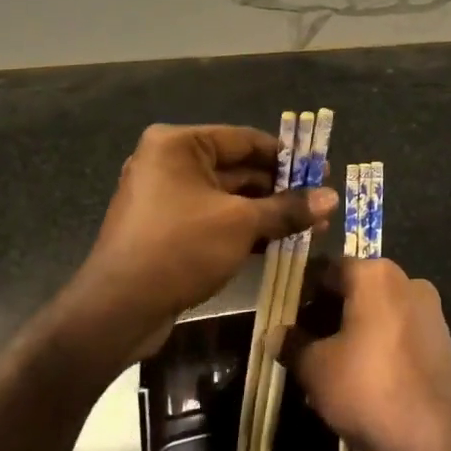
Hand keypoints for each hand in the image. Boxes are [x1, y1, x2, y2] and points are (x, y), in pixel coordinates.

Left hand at [72, 124, 335, 359]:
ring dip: (267, 211)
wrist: (117, 311)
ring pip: (228, 197)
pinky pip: (214, 218)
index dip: (287, 156)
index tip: (322, 170)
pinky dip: (245, 227)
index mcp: (179, 145)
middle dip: (281, 188)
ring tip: (312, 225)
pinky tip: (280, 242)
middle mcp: (169, 163)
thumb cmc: (180, 248)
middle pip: (237, 168)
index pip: (245, 140)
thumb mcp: (241, 224)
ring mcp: (166, 197)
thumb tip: (332, 197)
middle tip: (321, 201)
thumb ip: (287, 208)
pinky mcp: (167, 229)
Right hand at [283, 256, 450, 450]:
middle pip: (356, 287)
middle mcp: (406, 280)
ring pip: (379, 310)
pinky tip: (366, 377)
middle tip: (305, 344)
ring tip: (332, 366)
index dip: (303, 292)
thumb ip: (293, 345)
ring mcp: (430, 308)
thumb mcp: (317, 370)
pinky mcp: (443, 337)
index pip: (328, 269)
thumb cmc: (369, 388)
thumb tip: (275, 334)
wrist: (438, 435)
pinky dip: (380, 344)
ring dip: (355, 329)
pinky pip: (400, 330)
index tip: (287, 318)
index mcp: (374, 274)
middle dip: (329, 313)